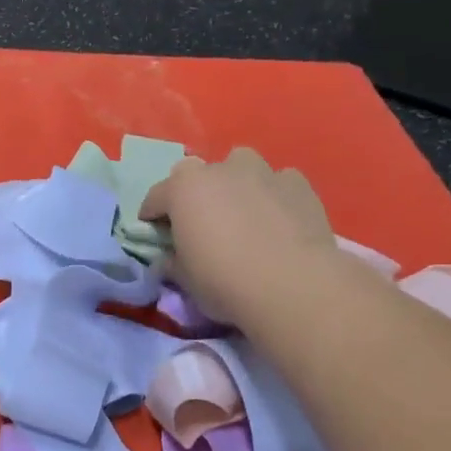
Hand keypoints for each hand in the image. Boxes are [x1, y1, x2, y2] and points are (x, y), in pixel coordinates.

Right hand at [139, 148, 336, 321]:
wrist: (293, 285)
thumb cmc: (224, 281)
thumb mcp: (184, 279)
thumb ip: (172, 262)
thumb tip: (168, 260)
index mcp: (183, 189)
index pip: (155, 197)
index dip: (152, 216)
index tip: (155, 234)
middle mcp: (220, 170)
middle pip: (196, 173)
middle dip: (194, 193)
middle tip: (200, 223)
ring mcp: (262, 173)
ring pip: (241, 166)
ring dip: (236, 184)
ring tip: (242, 213)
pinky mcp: (298, 185)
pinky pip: (278, 182)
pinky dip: (273, 195)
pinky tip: (277, 218)